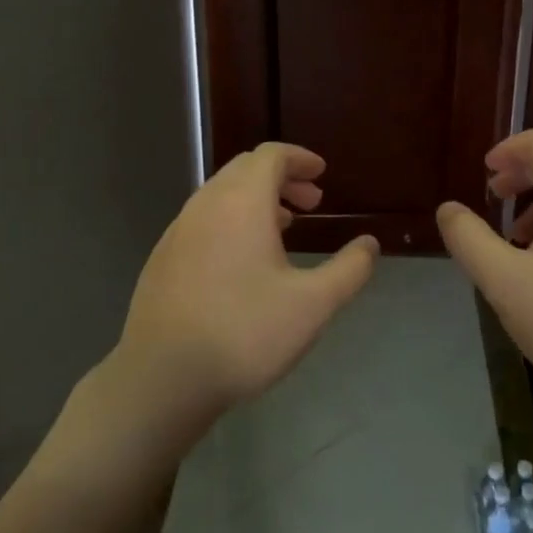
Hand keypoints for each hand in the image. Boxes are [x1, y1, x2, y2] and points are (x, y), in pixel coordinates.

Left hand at [113, 143, 379, 426]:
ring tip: (284, 228)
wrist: (163, 376)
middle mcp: (206, 204)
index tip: (321, 173)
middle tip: (311, 203)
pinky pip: (203, 219)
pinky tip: (243, 260)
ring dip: (256, 199)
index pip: (271, 156)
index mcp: (241, 203)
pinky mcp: (163, 256)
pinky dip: (231, 220)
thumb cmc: (245, 332)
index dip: (299, 158)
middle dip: (281, 177)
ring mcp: (178, 229)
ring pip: (221, 194)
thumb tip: (369, 244)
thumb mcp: (312, 305)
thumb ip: (348, 270)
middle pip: (245, 169)